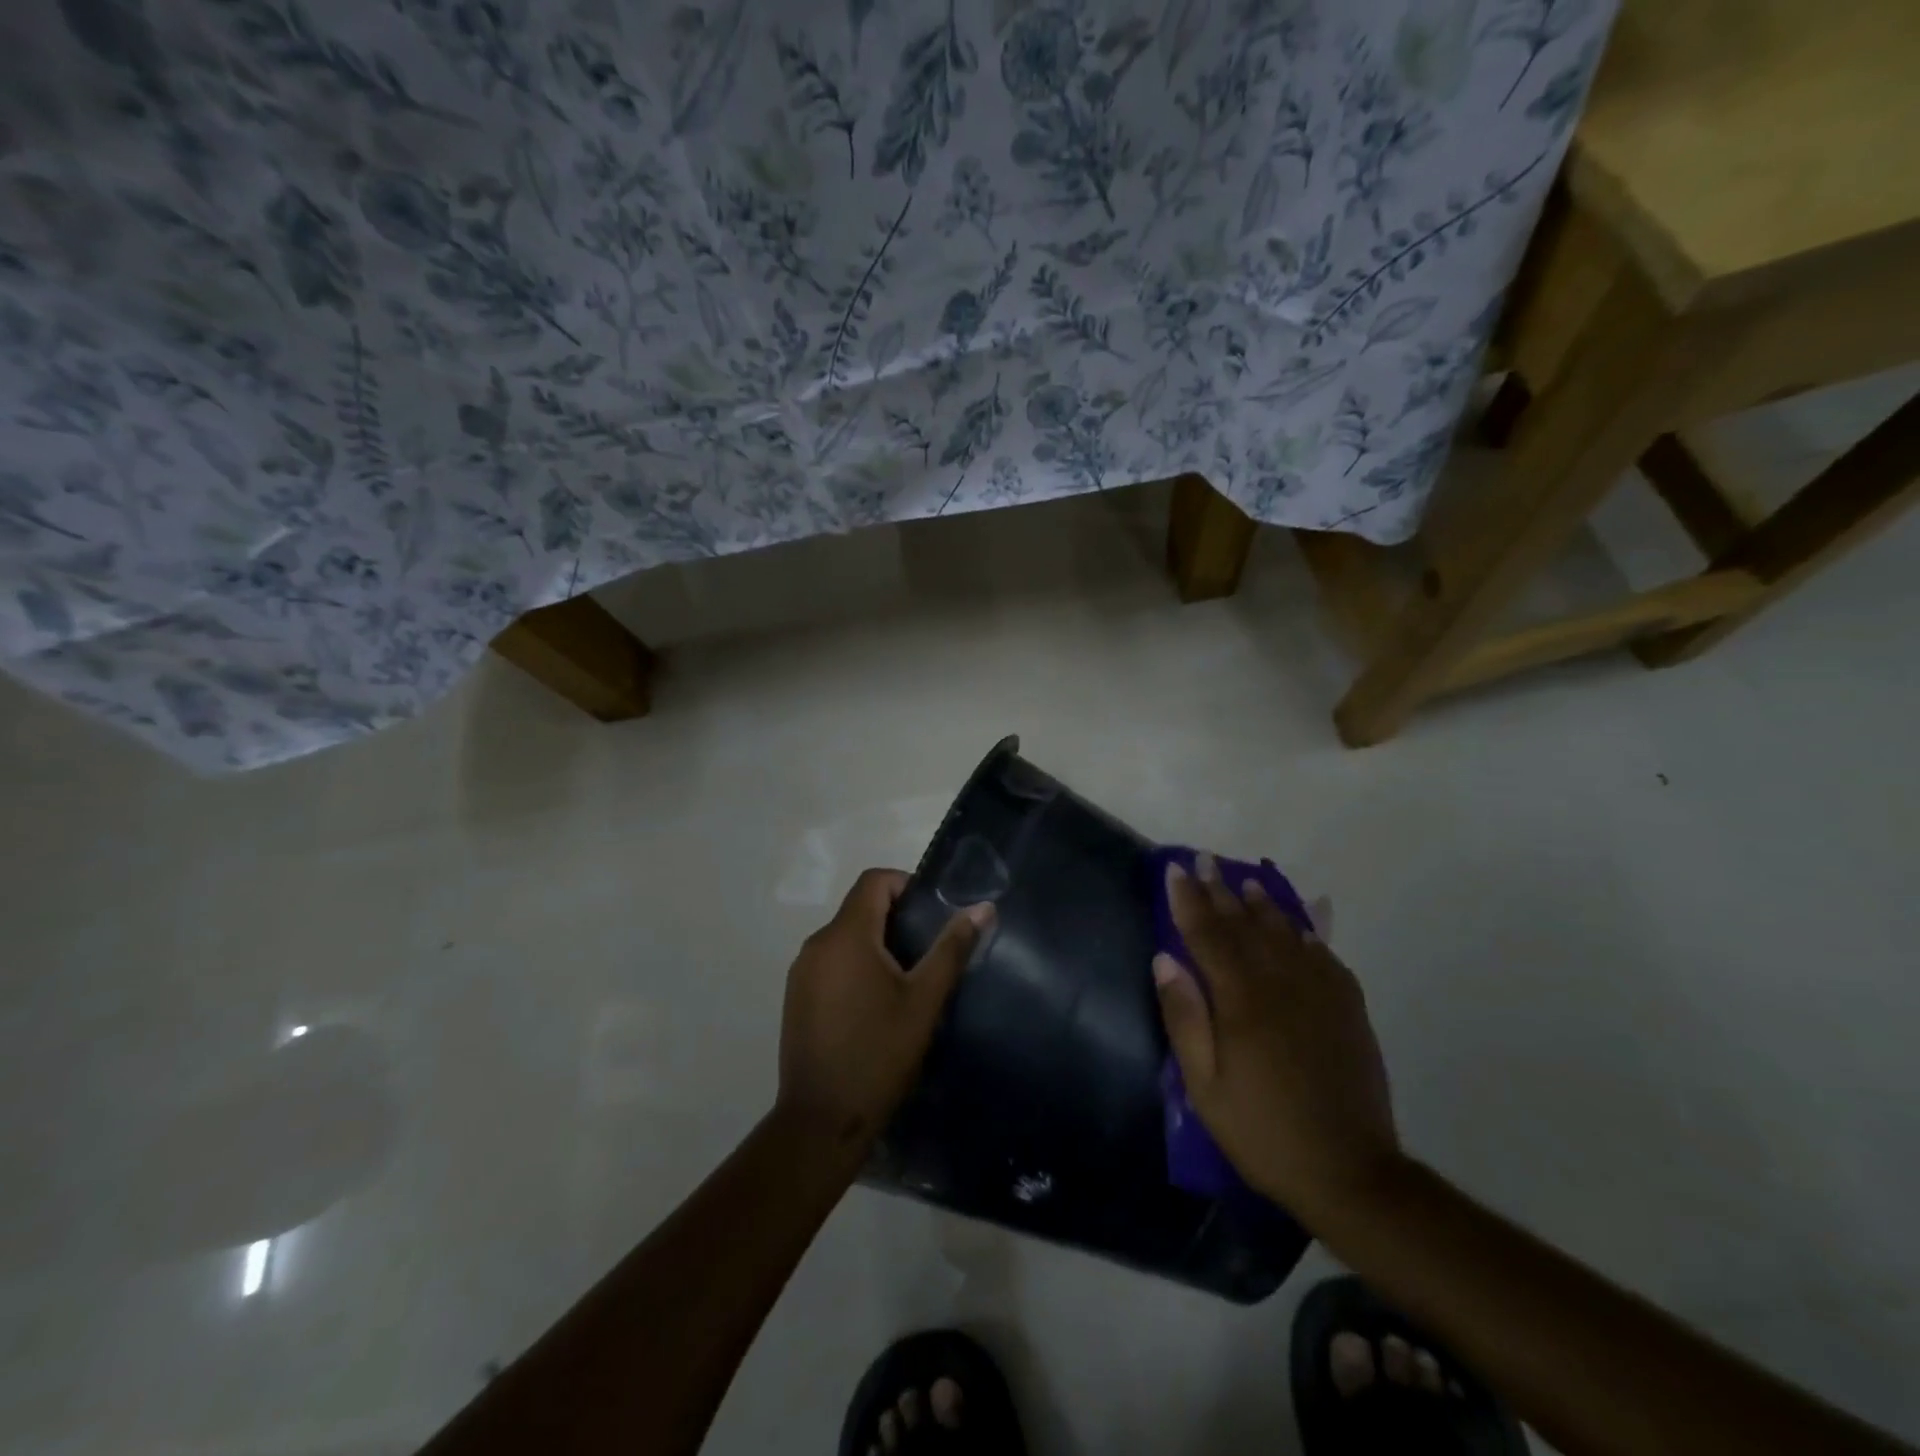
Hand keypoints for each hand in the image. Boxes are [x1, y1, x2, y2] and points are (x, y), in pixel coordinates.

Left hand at [778, 868, 992, 1153]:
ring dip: (877, 944)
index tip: (932, 914)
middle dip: (896, 918)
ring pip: (845, 937)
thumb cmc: (878, 1054)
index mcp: (846, 936)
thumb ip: (952, 948)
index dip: (906, 885)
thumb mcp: (924, 1000)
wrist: (821, 1121)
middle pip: (859, 907)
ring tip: (907, 981)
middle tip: (929, 951)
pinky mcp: (796, 997)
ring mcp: (801, 972)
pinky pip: (831, 962)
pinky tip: (876, 1004)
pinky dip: (856, 966)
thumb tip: (983, 908)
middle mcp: (817, 944)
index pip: (874, 880)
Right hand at [1153, 856, 1400, 1220]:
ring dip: (1262, 904)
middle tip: (1204, 860)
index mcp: (1242, 1001)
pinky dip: (1307, 933)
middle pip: (1244, 925)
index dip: (1188, 900)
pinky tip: (1299, 925)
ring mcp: (1320, 993)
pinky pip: (1324, 957)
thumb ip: (1184, 1018)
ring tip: (1246, 881)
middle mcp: (1281, 984)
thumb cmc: (1262, 1131)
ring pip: (1285, 933)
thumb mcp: (1205, 1086)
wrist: (1350, 1172)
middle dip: (1220, 891)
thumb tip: (1164, 960)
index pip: (1207, 935)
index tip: (1174, 870)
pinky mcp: (1348, 1009)